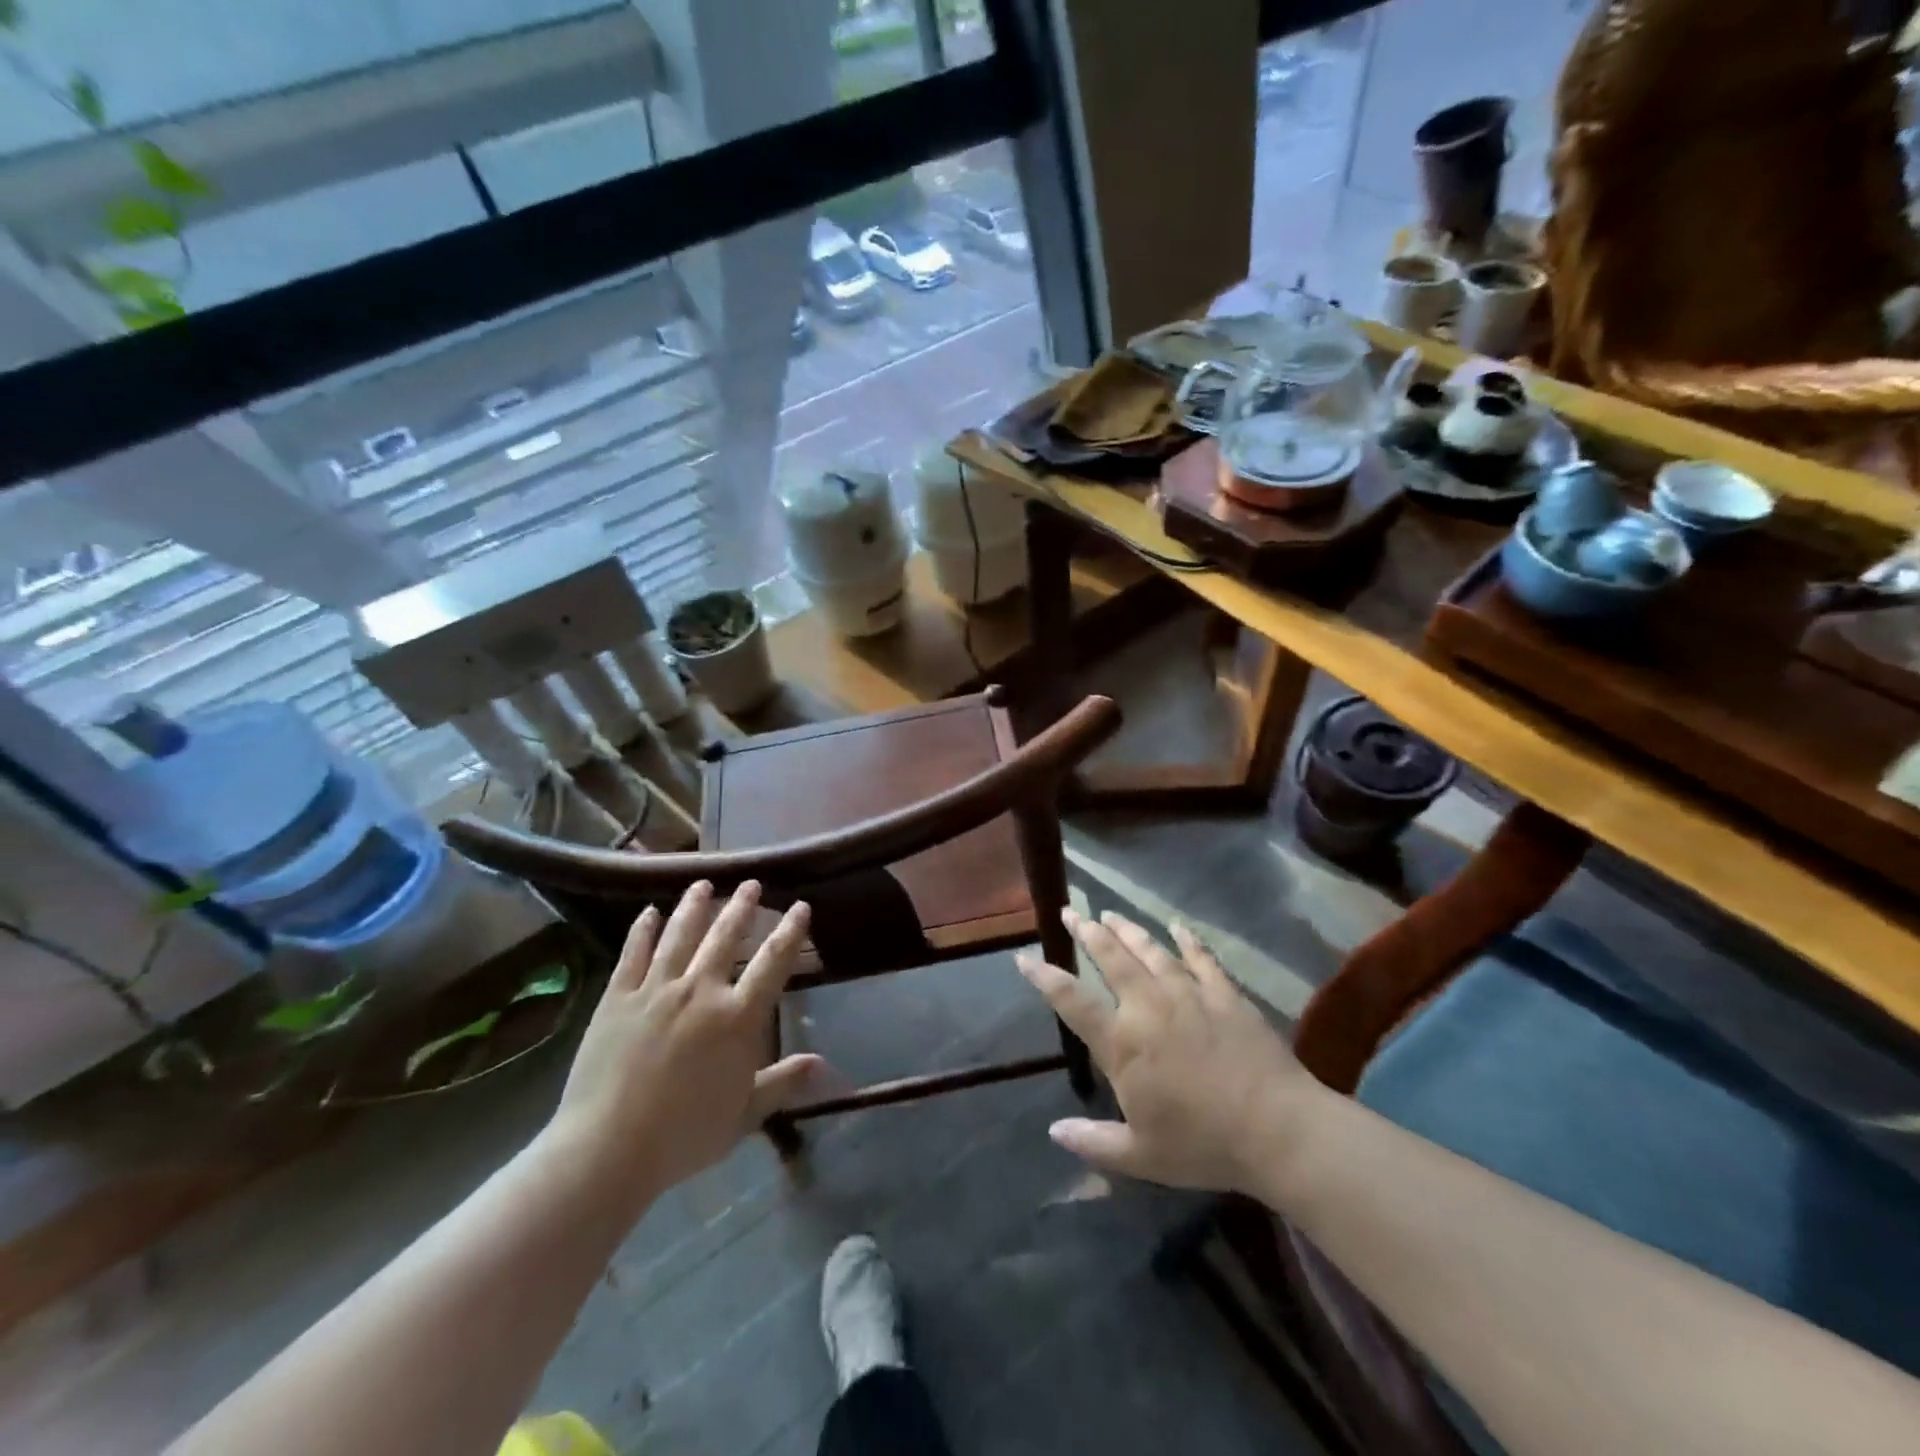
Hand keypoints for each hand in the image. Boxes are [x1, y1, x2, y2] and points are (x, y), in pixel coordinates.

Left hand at [542, 882, 822, 1216]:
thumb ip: (782, 1082)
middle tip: (751, 883)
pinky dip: (642, 930)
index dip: (790, 932)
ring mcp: (655, 990)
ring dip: (694, 906)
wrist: (607, 1150)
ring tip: (704, 883)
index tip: (801, 906)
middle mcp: (700, 991)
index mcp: (737, 1017)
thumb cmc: (684, 1136)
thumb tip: (820, 1063)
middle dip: (742, 907)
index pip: (773, 962)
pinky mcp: (617, 998)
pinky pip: (632, 954)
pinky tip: (648, 912)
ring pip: (680, 935)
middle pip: (726, 937)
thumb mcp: (744, 1115)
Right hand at [1016, 909, 1318, 1194]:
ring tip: (1110, 913)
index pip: (1072, 1001)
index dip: (1044, 978)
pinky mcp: (1225, 994)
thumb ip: (1094, 1142)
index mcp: (1123, 1044)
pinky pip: (1202, 959)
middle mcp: (1148, 1007)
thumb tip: (1054, 1131)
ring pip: (1150, 951)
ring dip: (1127, 930)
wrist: (1277, 1129)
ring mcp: (1189, 995)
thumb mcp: (1141, 1157)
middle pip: (1111, 959)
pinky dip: (1188, 941)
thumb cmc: (1204, 1145)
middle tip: (1071, 912)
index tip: (1024, 956)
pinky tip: (1178, 927)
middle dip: (1087, 932)